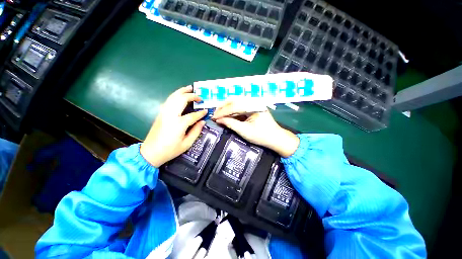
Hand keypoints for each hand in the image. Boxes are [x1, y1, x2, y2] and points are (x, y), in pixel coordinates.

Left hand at [140, 86, 206, 166]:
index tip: (206, 111)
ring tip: (190, 88)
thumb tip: (202, 121)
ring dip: (182, 91)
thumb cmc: (170, 150)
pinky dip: (175, 95)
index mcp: (179, 124)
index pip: (193, 115)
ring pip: (173, 97)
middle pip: (182, 100)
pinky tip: (179, 95)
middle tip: (200, 96)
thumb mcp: (187, 143)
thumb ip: (196, 131)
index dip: (201, 113)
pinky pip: (169, 100)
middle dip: (192, 96)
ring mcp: (164, 113)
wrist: (150, 152)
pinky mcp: (160, 113)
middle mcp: (171, 115)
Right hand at [212, 101, 299, 157]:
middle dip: (223, 107)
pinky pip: (240, 106)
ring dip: (227, 108)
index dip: (222, 112)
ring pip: (236, 102)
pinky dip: (233, 110)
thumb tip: (218, 120)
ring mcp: (254, 103)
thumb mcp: (244, 131)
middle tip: (215, 114)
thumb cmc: (261, 136)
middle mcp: (253, 101)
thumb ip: (230, 124)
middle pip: (234, 100)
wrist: (276, 138)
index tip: (213, 117)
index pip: (234, 106)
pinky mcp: (253, 107)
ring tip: (219, 114)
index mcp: (253, 106)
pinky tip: (227, 115)